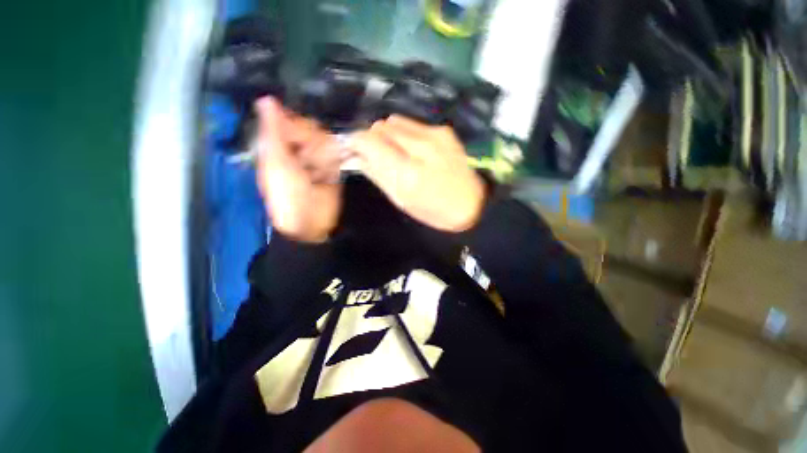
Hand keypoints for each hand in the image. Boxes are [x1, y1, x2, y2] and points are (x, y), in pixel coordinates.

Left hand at [255, 97, 341, 242]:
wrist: (310, 221)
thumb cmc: (287, 194)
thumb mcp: (276, 162)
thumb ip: (274, 132)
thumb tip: (266, 98)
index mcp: (279, 145)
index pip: (290, 120)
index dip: (296, 124)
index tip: (300, 134)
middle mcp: (299, 149)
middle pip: (312, 129)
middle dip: (312, 143)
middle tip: (309, 161)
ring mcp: (317, 159)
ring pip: (327, 142)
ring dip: (324, 156)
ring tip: (318, 173)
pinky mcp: (333, 169)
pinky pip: (337, 155)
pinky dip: (334, 163)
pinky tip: (328, 175)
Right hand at [349, 116, 484, 231]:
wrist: (471, 204)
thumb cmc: (433, 210)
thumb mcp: (401, 200)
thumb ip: (377, 175)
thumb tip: (357, 156)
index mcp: (408, 171)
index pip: (370, 141)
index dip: (357, 142)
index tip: (355, 149)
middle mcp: (421, 146)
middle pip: (381, 126)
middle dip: (373, 139)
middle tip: (378, 155)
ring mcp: (435, 134)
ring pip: (396, 121)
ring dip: (389, 134)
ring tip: (398, 153)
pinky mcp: (444, 130)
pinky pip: (413, 124)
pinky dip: (406, 134)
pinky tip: (416, 150)